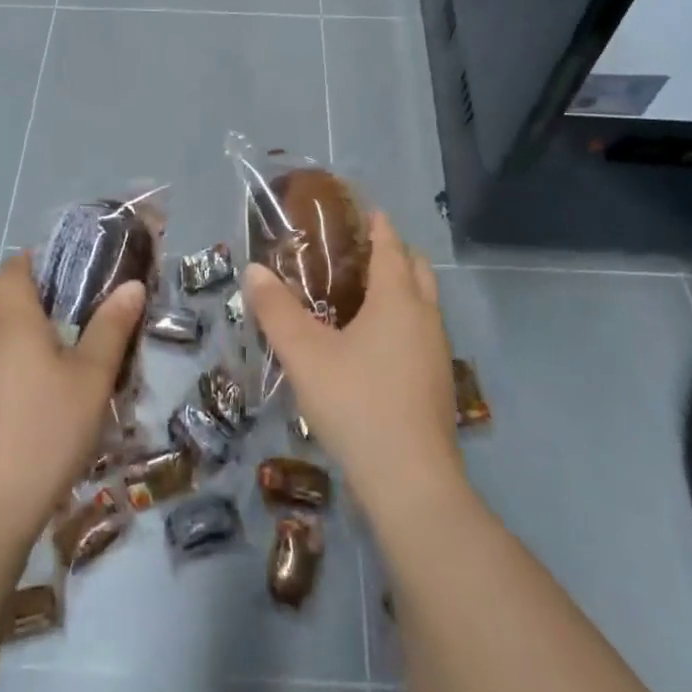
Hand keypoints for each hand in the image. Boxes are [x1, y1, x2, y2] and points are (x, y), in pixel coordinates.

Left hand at [0, 254, 143, 547]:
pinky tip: (62, 386)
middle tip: (96, 305)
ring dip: (43, 329)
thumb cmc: (44, 430)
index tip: (84, 267)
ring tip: (88, 344)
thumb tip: (131, 284)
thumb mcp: (91, 377)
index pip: (16, 266)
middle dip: (51, 294)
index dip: (45, 258)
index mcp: (12, 317)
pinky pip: (7, 361)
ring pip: (10, 331)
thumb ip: (111, 327)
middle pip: (11, 296)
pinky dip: (32, 358)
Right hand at [246, 212, 465, 520]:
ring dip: (400, 289)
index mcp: (398, 299)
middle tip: (358, 252)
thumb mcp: (305, 354)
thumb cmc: (356, 403)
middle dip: (394, 253)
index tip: (365, 210)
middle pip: (417, 269)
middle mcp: (425, 317)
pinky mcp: (437, 384)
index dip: (378, 225)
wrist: (410, 481)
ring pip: (423, 303)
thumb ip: (276, 310)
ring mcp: (437, 352)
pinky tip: (373, 346)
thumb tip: (253, 269)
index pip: (391, 246)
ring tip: (361, 295)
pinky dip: (403, 320)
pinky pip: (421, 333)